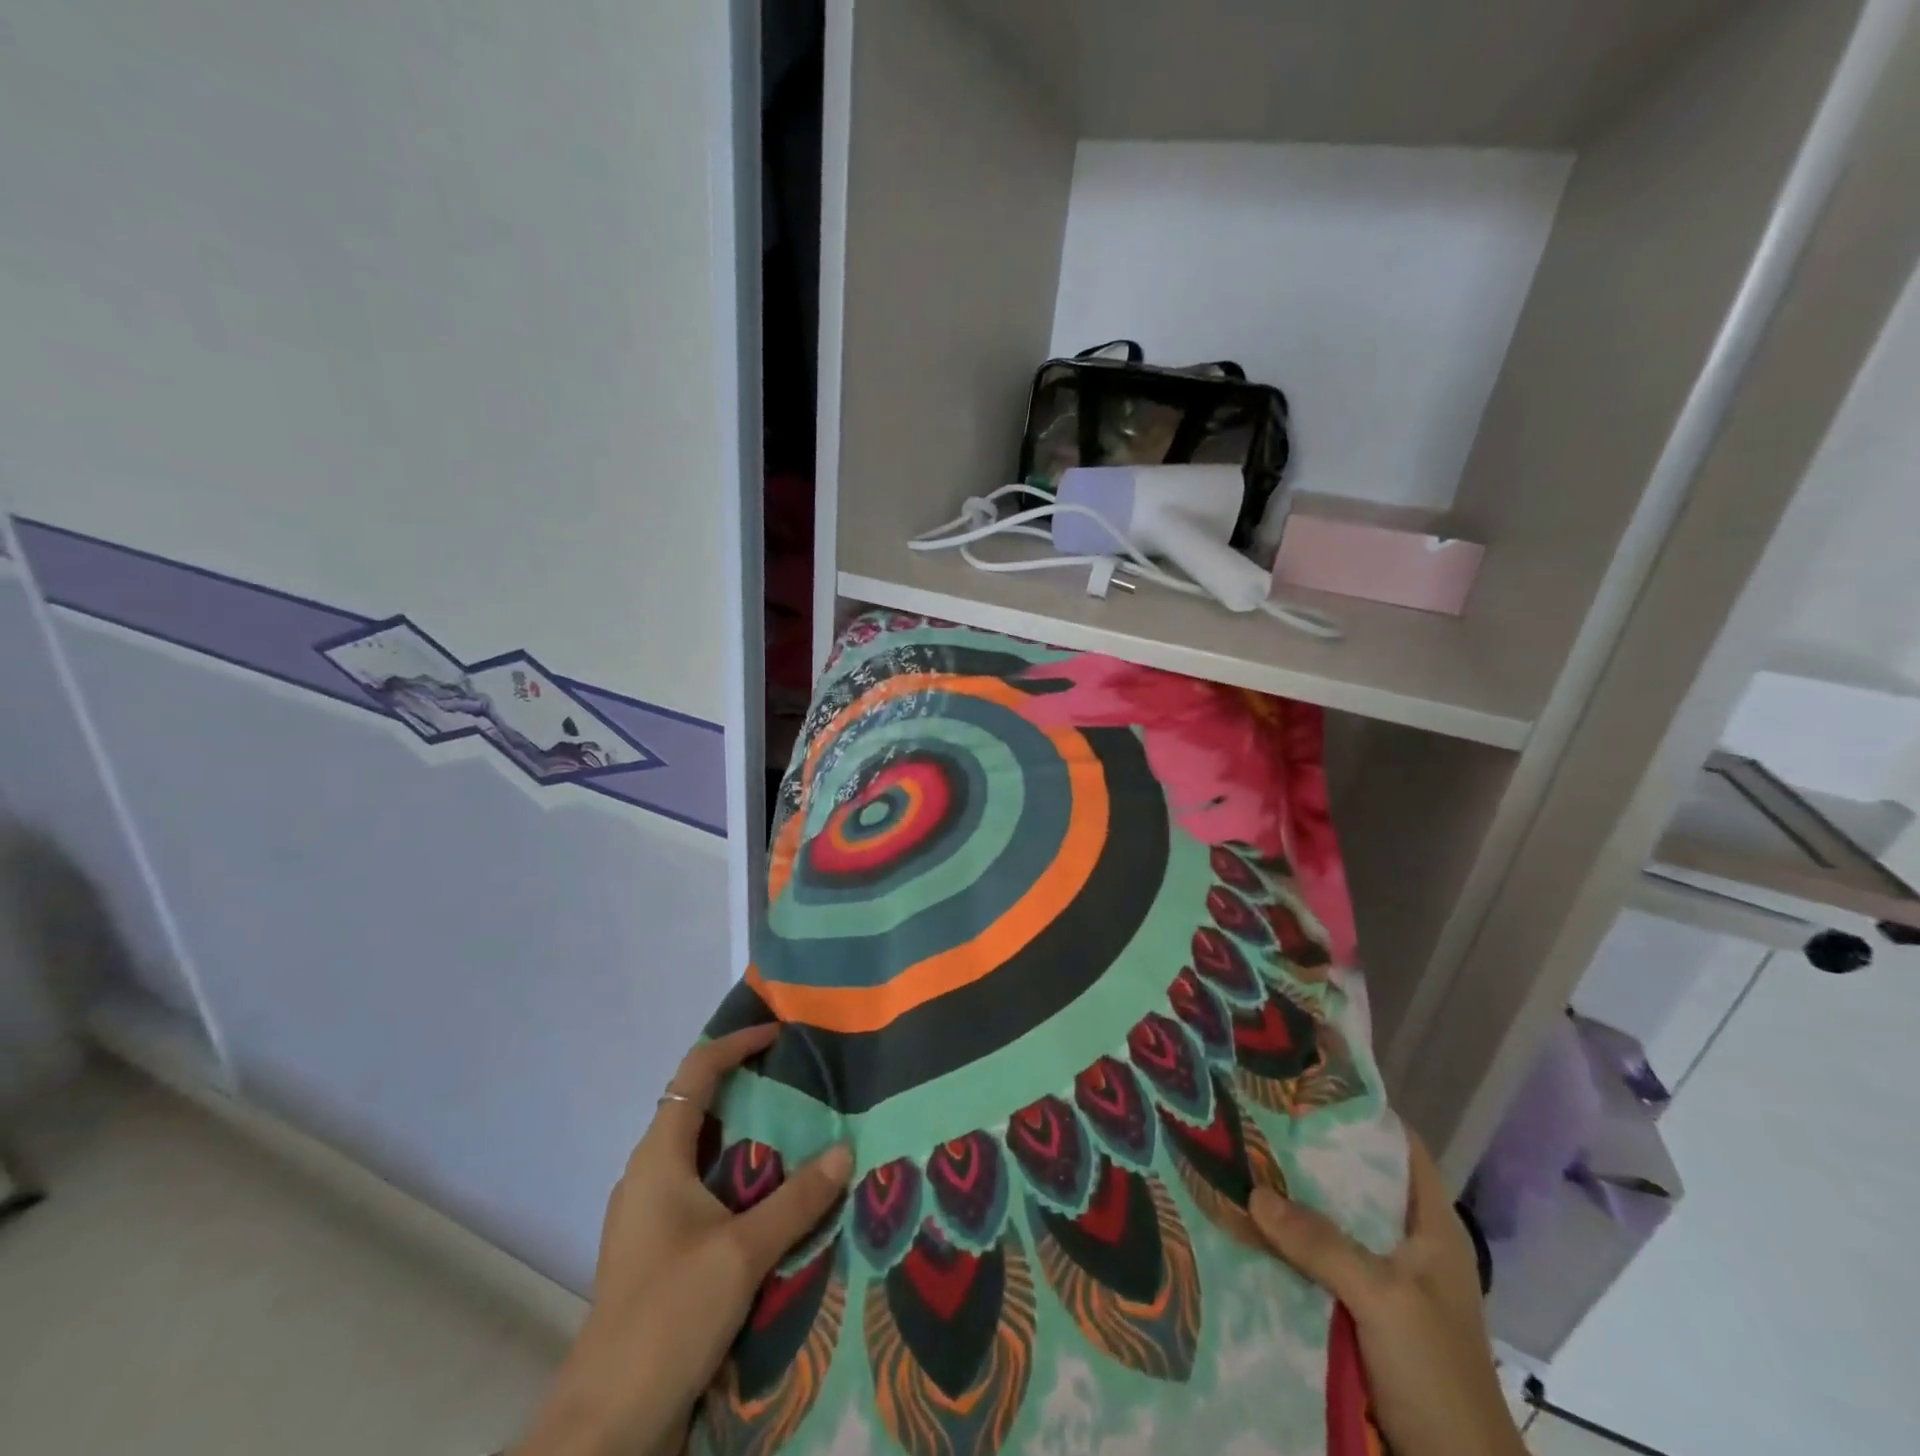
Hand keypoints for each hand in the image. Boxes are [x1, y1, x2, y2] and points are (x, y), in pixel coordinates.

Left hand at [515, 1024, 853, 1455]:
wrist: (605, 1426)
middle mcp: (649, 1174)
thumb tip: (844, 1151)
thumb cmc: (667, 1316)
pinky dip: (737, 1175)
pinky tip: (772, 1194)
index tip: (780, 1033)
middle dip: (747, 1086)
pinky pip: (703, 1188)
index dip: (736, 1043)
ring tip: (797, 1129)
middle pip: (698, 1106)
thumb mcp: (742, 1253)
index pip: (696, 1073)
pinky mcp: (659, 1249)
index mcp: (658, 1157)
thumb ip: (797, 1200)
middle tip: (800, 1080)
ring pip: (702, 1150)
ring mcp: (650, 1214)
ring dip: (745, 1134)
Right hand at [1250, 1132, 1525, 1455]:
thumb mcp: (1385, 1300)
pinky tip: (1246, 1224)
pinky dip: (1287, 1243)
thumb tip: (1253, 1192)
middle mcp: (1406, 1243)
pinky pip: (1317, 1262)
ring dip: (1292, 1200)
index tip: (1306, 1084)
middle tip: (1254, 1116)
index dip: (1360, 1113)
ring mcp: (1383, 1279)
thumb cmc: (1438, 1376)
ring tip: (1238, 1158)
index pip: (1400, 1147)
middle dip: (1309, 1152)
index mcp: (1431, 1227)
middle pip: (1355, 1181)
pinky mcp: (1358, 1312)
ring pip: (1331, 1221)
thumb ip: (1322, 1243)